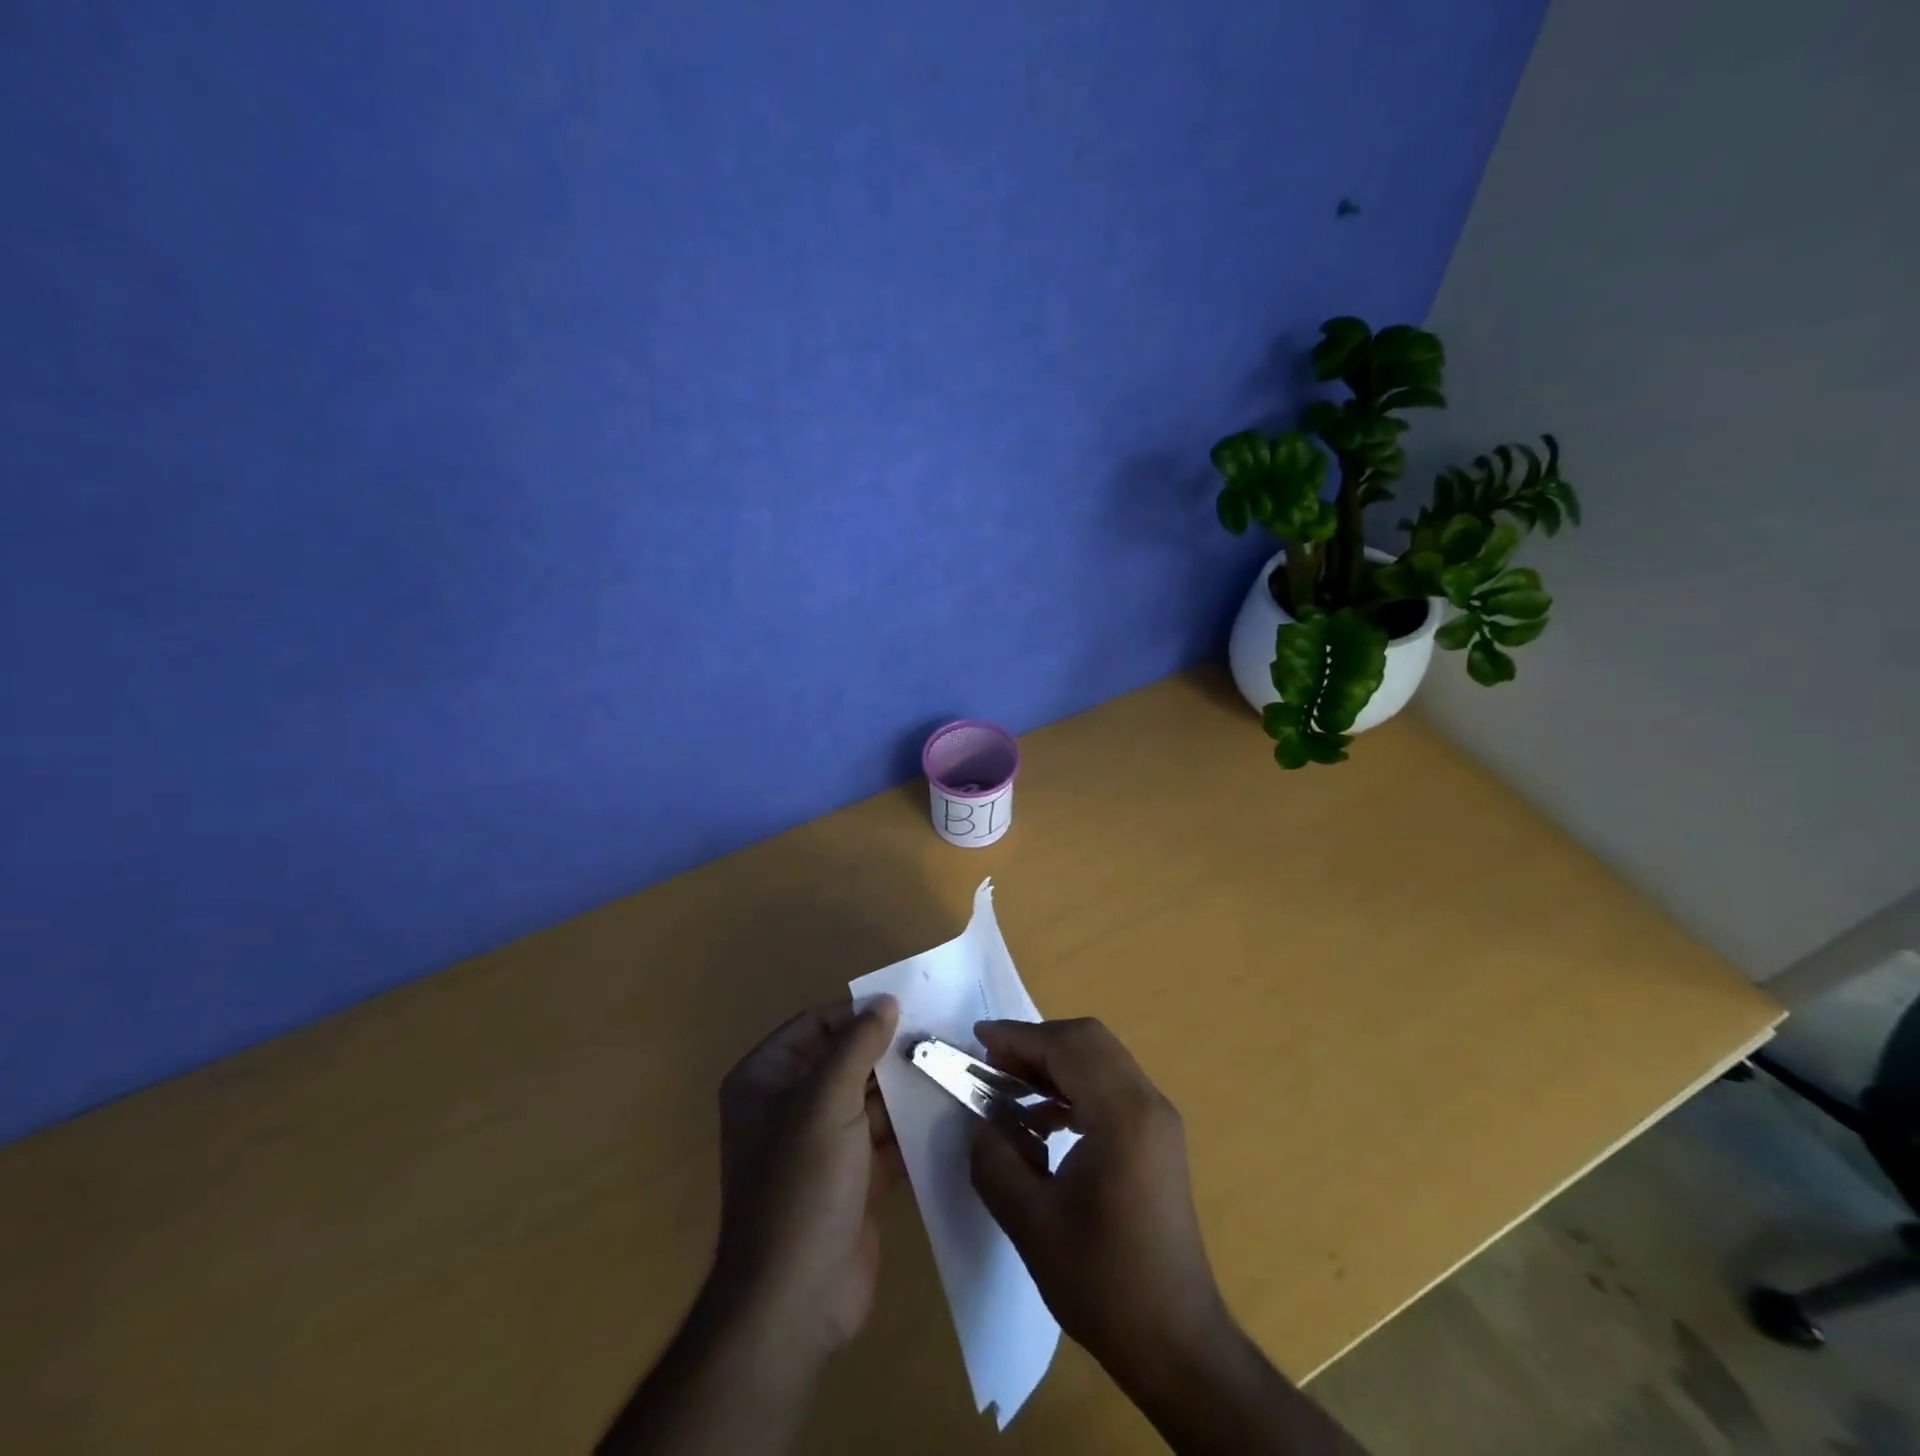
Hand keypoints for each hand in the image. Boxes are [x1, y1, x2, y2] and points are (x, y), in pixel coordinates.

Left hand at [596, 998, 903, 1455]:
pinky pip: (883, 1139)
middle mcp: (787, 1106)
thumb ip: (857, 1044)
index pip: (814, 1025)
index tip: (908, 1009)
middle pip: (844, 1061)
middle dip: (888, 1053)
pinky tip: (947, 1113)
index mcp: (765, 1079)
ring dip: (904, 1091)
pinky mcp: (850, 1179)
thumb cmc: (802, 1184)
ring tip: (950, 1069)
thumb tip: (885, 999)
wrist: (796, 1300)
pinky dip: (910, 1129)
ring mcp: (820, 1146)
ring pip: (868, 1100)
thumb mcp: (827, 1101)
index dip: (857, 1015)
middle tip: (938, 1037)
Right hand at [968, 1018, 1228, 1388]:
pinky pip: (1111, 1085)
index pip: (1067, 1047)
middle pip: (1088, 1041)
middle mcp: (1147, 1103)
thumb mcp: (1031, 1224)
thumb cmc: (1104, 1285)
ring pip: (1101, 1059)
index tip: (977, 1039)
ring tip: (1010, 1087)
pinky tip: (1044, 1119)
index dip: (1018, 1037)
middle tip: (992, 1063)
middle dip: (1036, 1043)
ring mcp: (1158, 1119)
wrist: (1177, 1343)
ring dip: (1054, 1062)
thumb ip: (996, 1159)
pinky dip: (1074, 1085)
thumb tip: (981, 1120)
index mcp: (1123, 1116)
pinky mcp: (1157, 1137)